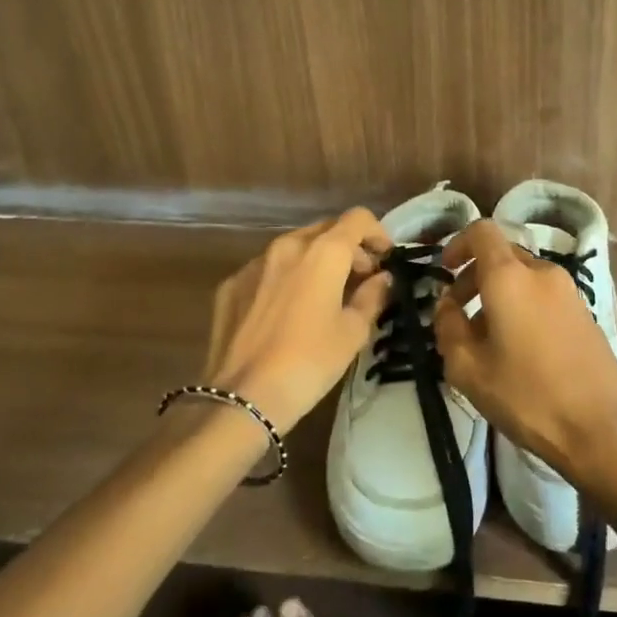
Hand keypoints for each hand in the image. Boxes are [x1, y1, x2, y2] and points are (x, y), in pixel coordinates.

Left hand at [203, 209, 393, 429]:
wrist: (243, 397)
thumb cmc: (309, 363)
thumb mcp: (352, 333)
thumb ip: (372, 297)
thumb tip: (382, 279)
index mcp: (322, 253)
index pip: (357, 219)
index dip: (377, 233)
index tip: (385, 259)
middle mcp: (287, 246)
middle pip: (325, 229)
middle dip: (348, 248)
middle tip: (360, 279)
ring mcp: (254, 264)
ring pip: (294, 248)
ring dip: (315, 261)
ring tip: (324, 296)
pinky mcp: (231, 285)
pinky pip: (267, 270)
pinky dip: (285, 279)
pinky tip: (287, 313)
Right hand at [434, 220, 616, 514]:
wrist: (602, 430)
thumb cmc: (527, 396)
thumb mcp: (468, 369)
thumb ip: (447, 328)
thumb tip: (446, 306)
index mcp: (510, 277)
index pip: (482, 232)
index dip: (457, 244)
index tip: (444, 272)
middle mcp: (542, 273)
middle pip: (501, 256)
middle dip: (474, 277)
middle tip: (457, 315)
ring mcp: (569, 292)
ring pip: (523, 278)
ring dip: (498, 295)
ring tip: (485, 340)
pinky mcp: (585, 314)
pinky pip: (543, 296)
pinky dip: (522, 307)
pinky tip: (518, 351)